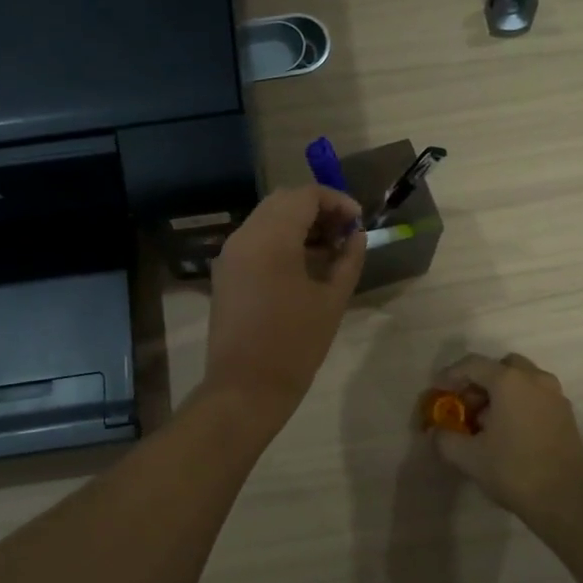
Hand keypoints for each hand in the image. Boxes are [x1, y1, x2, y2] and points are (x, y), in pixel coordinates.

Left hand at [202, 186, 365, 421]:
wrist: (246, 388)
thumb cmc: (295, 344)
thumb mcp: (332, 300)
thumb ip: (348, 260)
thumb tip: (356, 236)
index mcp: (271, 238)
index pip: (306, 195)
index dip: (336, 201)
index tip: (358, 221)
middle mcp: (245, 236)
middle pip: (283, 201)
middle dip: (317, 209)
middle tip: (345, 233)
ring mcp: (230, 254)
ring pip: (267, 219)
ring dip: (298, 224)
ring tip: (329, 250)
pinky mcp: (225, 273)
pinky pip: (255, 240)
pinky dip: (280, 240)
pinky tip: (303, 265)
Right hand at [430, 353, 582, 536]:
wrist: (568, 501)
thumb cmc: (514, 470)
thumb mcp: (469, 457)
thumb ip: (445, 439)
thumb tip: (436, 432)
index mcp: (509, 381)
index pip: (473, 364)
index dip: (450, 375)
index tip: (437, 391)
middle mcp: (535, 379)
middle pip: (502, 367)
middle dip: (481, 381)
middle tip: (466, 405)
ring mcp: (555, 396)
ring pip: (522, 381)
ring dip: (502, 393)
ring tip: (486, 423)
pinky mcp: (567, 416)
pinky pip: (536, 397)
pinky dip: (519, 404)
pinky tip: (509, 433)